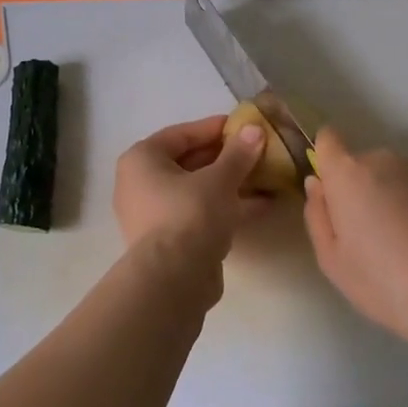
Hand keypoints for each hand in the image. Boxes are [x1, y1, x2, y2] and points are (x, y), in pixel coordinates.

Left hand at [112, 114, 267, 279]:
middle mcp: (141, 184)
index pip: (181, 134)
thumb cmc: (189, 214)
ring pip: (197, 190)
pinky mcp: (170, 241)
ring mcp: (154, 214)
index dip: (214, 128)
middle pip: (189, 162)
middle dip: (226, 157)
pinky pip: (200, 213)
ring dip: (230, 183)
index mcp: (142, 160)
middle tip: (258, 150)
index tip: (244, 126)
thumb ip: (238, 153)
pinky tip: (261, 204)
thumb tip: (254, 130)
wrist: (173, 280)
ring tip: (266, 175)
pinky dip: (226, 206)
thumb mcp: (219, 179)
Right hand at [302, 127, 407, 353]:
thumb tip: (318, 184)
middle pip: (357, 163)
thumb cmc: (379, 279)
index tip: (329, 191)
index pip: (327, 139)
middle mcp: (381, 160)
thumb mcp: (330, 258)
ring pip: (385, 175)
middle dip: (354, 188)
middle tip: (361, 233)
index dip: (324, 160)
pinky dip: (406, 204)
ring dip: (382, 195)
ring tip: (393, 241)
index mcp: (348, 173)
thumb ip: (316, 213)